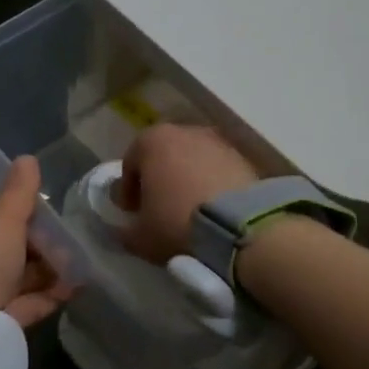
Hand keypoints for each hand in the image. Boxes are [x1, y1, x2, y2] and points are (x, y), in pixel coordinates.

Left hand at [0, 156, 73, 328]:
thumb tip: (27, 158)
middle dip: (41, 244)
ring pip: (16, 274)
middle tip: (70, 244)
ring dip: (48, 270)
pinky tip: (72, 290)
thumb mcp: (3, 218)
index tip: (51, 214)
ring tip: (78, 267)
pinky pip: (21, 301)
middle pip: (6, 243)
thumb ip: (20, 191)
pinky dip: (45, 295)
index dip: (21, 208)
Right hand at [117, 124, 260, 262]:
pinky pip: (218, 171)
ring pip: (193, 162)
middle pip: (163, 157)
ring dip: (187, 181)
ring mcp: (218, 142)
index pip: (130, 163)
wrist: (241, 227)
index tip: (132, 213)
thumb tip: (123, 230)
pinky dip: (211, 185)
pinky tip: (213, 211)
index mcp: (152, 141)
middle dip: (159, 180)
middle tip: (159, 209)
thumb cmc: (177, 223)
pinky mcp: (245, 158)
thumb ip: (125, 231)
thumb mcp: (141, 237)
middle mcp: (185, 132)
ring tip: (188, 212)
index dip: (128, 191)